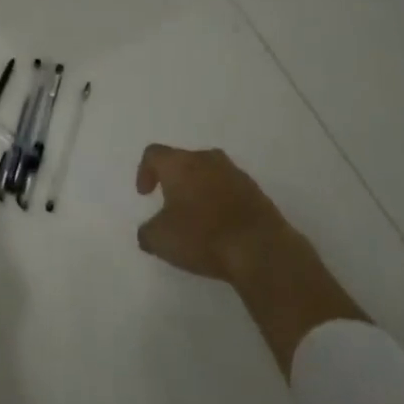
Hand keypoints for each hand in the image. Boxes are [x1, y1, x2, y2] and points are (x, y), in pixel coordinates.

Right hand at [135, 144, 299, 282]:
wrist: (259, 248)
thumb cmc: (202, 236)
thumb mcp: (160, 240)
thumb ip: (147, 232)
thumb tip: (149, 230)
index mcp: (179, 164)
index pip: (154, 154)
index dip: (144, 171)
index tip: (145, 195)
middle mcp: (206, 159)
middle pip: (183, 161)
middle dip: (174, 180)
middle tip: (170, 205)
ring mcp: (234, 172)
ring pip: (208, 173)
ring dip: (199, 190)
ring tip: (197, 217)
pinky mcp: (255, 190)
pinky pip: (229, 189)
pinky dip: (220, 201)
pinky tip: (220, 226)